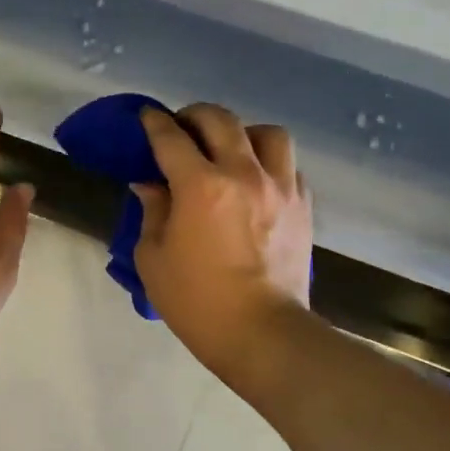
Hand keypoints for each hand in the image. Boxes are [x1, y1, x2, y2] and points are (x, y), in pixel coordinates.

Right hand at [133, 104, 313, 377]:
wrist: (263, 334)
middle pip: (220, 120)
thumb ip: (152, 211)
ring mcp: (280, 187)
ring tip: (229, 150)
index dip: (153, 123)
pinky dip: (269, 163)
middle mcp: (243, 174)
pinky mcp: (303, 205)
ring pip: (266, 133)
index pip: (171, 138)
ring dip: (242, 133)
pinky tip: (256, 180)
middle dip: (194, 116)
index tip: (146, 117)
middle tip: (181, 129)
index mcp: (200, 186)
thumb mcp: (154, 258)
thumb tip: (151, 184)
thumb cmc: (197, 302)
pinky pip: (288, 165)